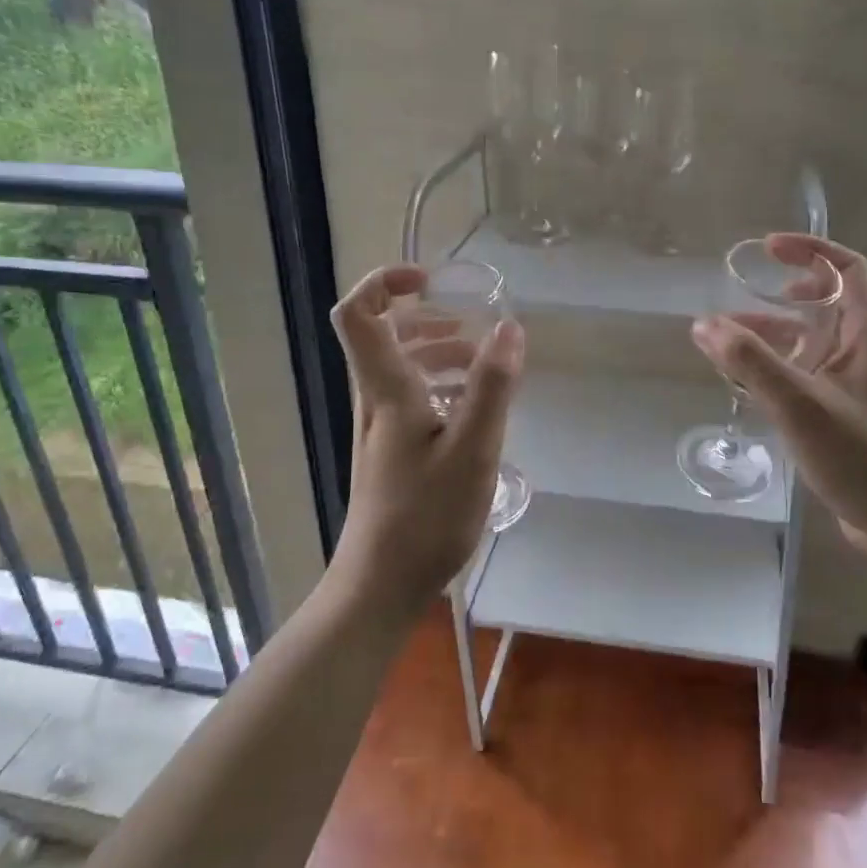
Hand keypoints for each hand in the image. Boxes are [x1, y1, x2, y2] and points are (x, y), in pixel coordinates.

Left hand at [326, 264, 523, 618]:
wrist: (380, 586)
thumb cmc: (425, 517)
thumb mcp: (472, 450)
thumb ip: (492, 387)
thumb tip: (509, 326)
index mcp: (386, 389)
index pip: (358, 314)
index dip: (384, 282)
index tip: (429, 281)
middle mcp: (375, 400)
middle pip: (381, 336)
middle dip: (425, 318)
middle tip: (468, 325)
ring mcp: (380, 428)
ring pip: (400, 369)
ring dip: (437, 353)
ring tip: (481, 364)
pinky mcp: (391, 452)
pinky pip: (411, 399)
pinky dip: (440, 387)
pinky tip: (474, 410)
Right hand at [690, 234, 866, 558]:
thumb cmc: (863, 459)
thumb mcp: (801, 406)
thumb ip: (752, 363)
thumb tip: (704, 324)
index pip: (849, 268)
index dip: (809, 250)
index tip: (767, 248)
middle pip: (827, 302)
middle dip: (781, 293)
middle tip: (741, 293)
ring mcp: (860, 381)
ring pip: (813, 339)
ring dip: (772, 333)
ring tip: (725, 339)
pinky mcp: (849, 410)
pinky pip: (810, 371)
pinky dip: (778, 366)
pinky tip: (747, 380)